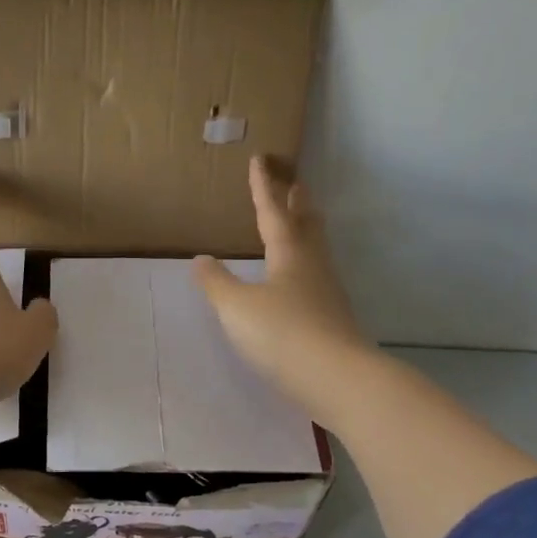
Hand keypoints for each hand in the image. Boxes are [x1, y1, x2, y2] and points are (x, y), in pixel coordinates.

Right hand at [193, 157, 373, 419]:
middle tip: (294, 181)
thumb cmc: (281, 333)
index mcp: (288, 253)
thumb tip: (201, 259)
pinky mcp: (331, 316)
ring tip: (300, 221)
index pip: (273, 212)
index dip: (263, 187)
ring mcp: (326, 291)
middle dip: (297, 201)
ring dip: (306, 229)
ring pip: (316, 249)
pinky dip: (306, 262)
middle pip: (306, 224)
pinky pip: (316, 275)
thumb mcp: (237, 307)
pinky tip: (299, 278)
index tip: (260, 160)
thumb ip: (217, 283)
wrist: (335, 377)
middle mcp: (312, 265)